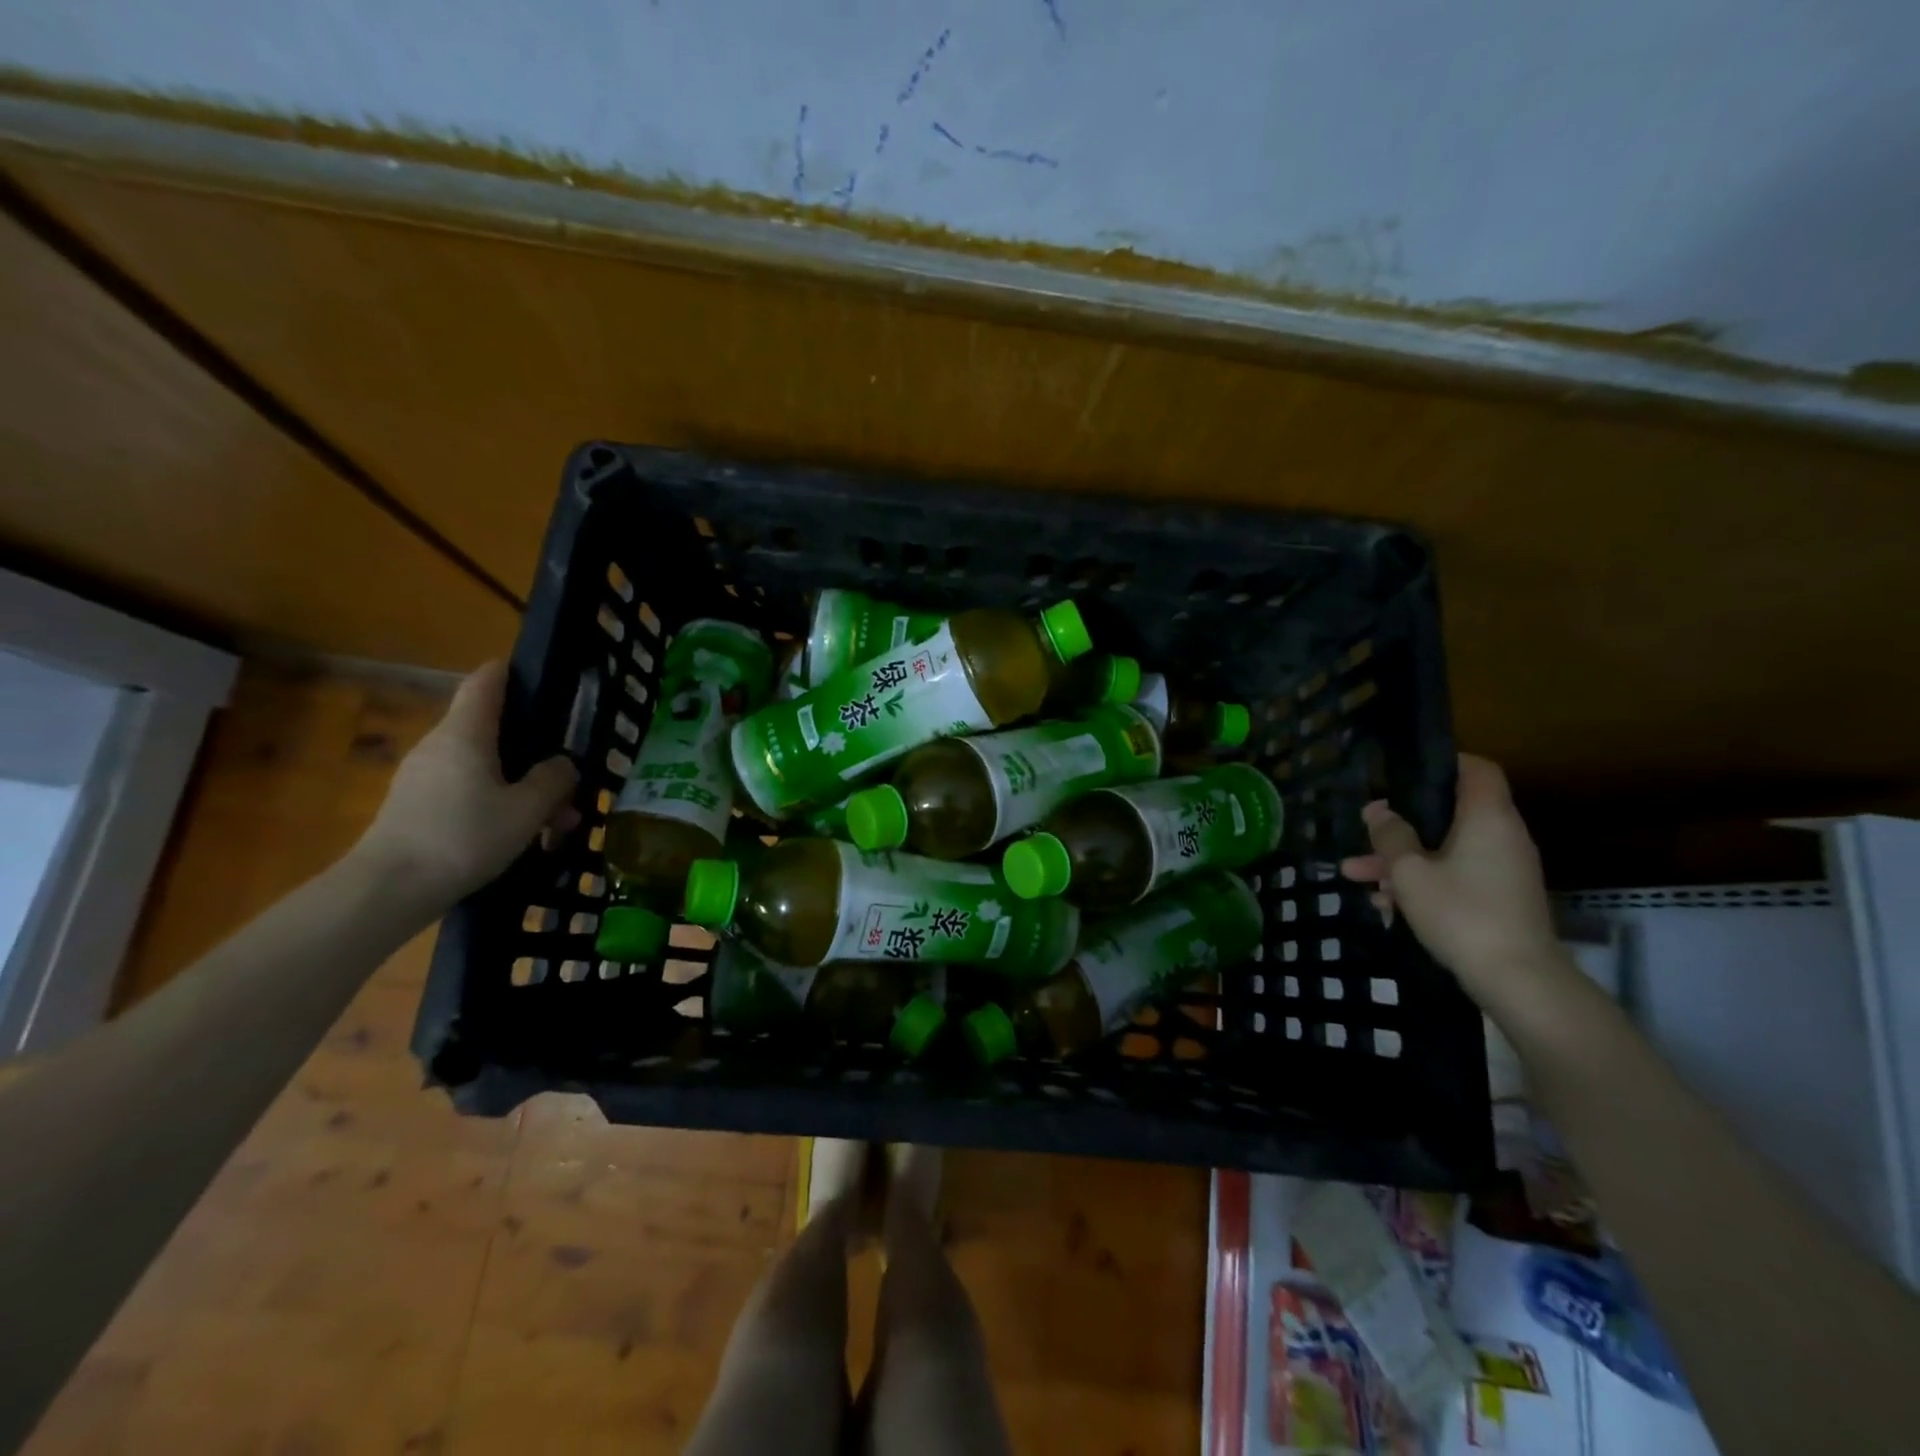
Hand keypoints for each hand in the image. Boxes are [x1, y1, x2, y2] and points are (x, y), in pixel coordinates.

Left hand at [357, 661, 579, 909]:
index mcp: (466, 733)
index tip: (541, 676)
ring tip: (556, 823)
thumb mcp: (527, 810)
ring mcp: (422, 776)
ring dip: (522, 787)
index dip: (512, 671)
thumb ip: (553, 780)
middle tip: (570, 779)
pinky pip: (466, 791)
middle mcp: (440, 744)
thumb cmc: (464, 837)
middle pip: (492, 731)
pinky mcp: (414, 806)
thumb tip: (563, 763)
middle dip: (534, 751)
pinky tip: (521, 837)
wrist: (386, 891)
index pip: (486, 681)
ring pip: (484, 767)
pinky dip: (498, 803)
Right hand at [1340, 755, 1569, 1010]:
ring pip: (1446, 849)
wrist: (1518, 979)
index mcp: (1487, 818)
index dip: (1444, 763)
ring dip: (1402, 858)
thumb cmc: (1461, 912)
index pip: (1477, 770)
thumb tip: (1378, 811)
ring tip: (1354, 874)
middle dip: (1402, 823)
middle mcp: (1502, 836)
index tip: (1405, 771)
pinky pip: (1456, 875)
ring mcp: (1504, 870)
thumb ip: (1391, 836)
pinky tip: (1384, 903)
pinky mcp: (1500, 898)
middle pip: (1450, 814)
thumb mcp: (1410, 872)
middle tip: (1365, 829)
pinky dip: (1424, 880)